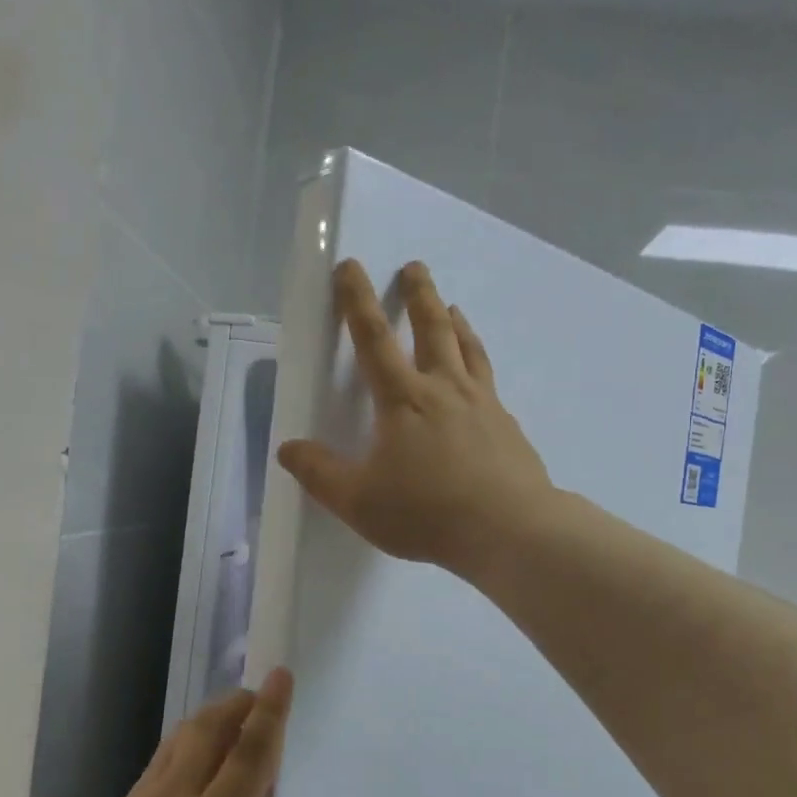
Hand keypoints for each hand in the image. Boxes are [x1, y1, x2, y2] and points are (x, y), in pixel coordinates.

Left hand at [48, 671, 308, 796]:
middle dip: (242, 703)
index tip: (282, 675)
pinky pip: (166, 753)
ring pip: (185, 735)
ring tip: (239, 717)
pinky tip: (203, 751)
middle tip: (264, 698)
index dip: (271, 711)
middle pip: (212, 728)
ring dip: (216, 715)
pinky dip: (192, 737)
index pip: (248, 754)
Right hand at [278, 259, 554, 577]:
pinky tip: (481, 379)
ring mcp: (483, 404)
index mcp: (403, 400)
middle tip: (416, 267)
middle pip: (432, 329)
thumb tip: (288, 449)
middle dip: (419, 295)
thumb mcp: (359, 501)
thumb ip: (320, 474)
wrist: (508, 530)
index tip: (351, 267)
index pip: (373, 338)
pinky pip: (490, 382)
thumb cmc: (427, 513)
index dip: (357, 301)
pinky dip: (480, 365)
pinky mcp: (508, 426)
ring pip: (468, 349)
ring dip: (457, 323)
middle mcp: (445, 390)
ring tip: (453, 306)